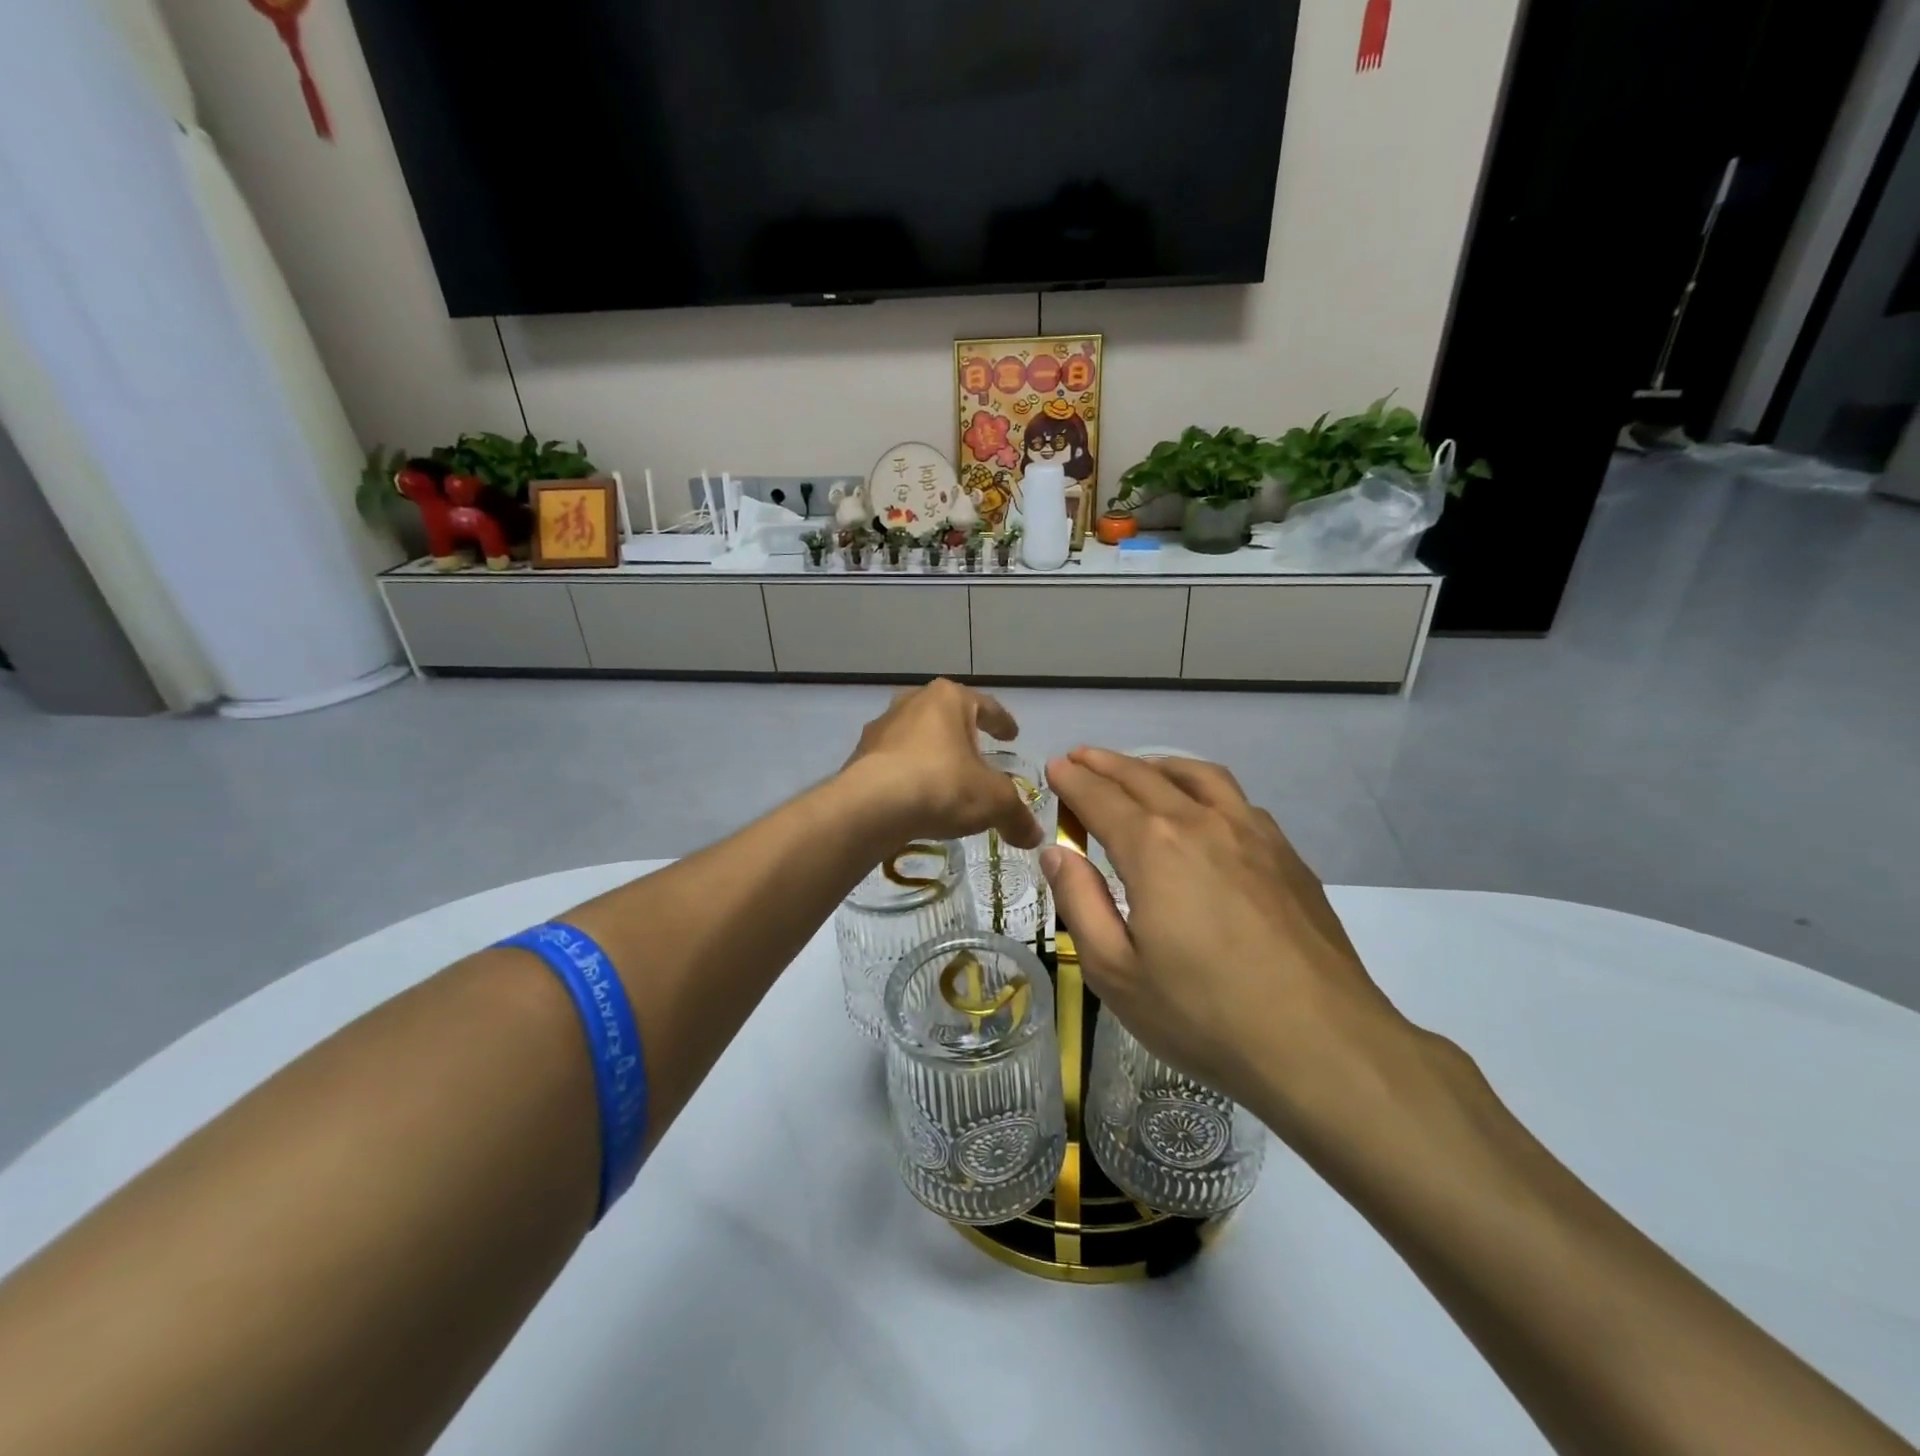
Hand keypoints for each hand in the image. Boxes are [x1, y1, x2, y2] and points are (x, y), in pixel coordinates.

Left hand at [842, 680, 1043, 850]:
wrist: (870, 807)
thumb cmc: (941, 786)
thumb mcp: (993, 802)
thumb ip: (1016, 816)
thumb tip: (1034, 836)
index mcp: (948, 699)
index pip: (986, 705)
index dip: (1002, 722)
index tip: (1012, 734)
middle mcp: (912, 703)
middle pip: (946, 715)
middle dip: (962, 733)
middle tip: (977, 752)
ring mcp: (881, 728)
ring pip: (916, 736)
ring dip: (932, 753)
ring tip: (945, 778)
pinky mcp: (859, 755)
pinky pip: (894, 761)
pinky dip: (908, 774)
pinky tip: (915, 797)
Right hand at [1041, 748, 1406, 1133]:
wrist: (1320, 1044)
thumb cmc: (1202, 1014)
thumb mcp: (1115, 971)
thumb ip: (1079, 902)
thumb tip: (1057, 852)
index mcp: (1153, 847)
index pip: (1101, 798)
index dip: (1072, 780)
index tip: (1054, 767)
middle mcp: (1201, 822)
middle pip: (1144, 777)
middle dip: (1105, 763)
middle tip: (1080, 758)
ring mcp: (1252, 834)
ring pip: (1198, 776)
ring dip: (1158, 765)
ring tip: (1139, 769)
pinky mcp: (1287, 855)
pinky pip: (1237, 799)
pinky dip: (1203, 786)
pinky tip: (1203, 809)